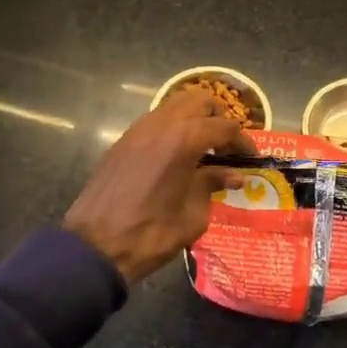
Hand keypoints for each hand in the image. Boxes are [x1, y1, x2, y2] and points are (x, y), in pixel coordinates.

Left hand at [65, 91, 256, 283]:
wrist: (95, 246)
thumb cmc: (151, 234)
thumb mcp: (193, 215)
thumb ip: (212, 186)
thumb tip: (233, 176)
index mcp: (184, 140)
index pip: (224, 127)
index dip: (242, 141)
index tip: (251, 157)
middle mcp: (161, 124)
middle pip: (200, 101)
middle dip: (218, 118)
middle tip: (226, 146)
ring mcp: (138, 130)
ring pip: (175, 105)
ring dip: (194, 119)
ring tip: (203, 149)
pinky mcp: (122, 141)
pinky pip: (155, 121)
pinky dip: (172, 128)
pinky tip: (176, 156)